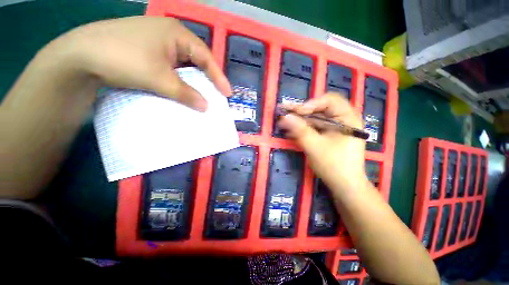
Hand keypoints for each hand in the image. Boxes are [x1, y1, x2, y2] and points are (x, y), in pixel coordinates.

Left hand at [48, 16, 230, 110]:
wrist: (80, 55)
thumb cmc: (123, 59)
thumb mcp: (159, 79)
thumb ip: (186, 94)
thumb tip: (206, 107)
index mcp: (177, 33)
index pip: (206, 57)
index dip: (218, 77)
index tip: (227, 93)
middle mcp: (170, 34)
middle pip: (197, 59)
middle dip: (208, 77)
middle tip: (217, 93)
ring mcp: (159, 42)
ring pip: (185, 63)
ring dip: (193, 79)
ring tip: (202, 93)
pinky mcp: (149, 50)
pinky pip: (173, 66)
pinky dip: (180, 78)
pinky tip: (182, 88)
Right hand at [277, 94, 367, 192]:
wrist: (345, 186)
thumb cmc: (334, 166)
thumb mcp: (314, 146)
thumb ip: (299, 130)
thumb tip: (284, 116)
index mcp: (348, 118)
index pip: (330, 100)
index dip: (311, 104)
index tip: (296, 112)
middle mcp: (344, 119)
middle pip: (321, 108)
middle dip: (303, 112)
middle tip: (287, 114)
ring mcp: (336, 128)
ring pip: (316, 118)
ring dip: (301, 121)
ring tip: (285, 122)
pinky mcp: (330, 135)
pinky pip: (315, 127)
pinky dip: (304, 128)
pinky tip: (292, 131)